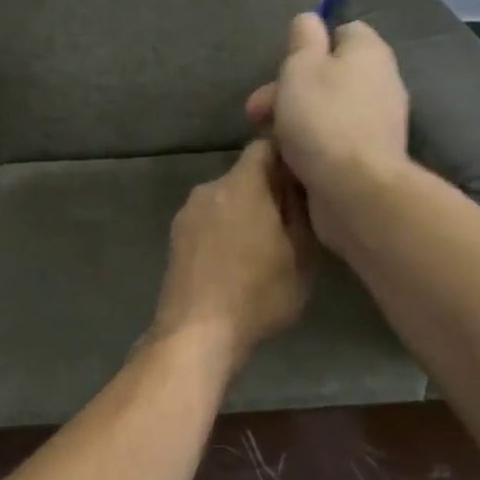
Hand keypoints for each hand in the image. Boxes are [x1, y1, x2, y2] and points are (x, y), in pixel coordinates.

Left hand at [150, 138, 314, 369]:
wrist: (197, 332)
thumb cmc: (258, 293)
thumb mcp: (302, 256)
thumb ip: (302, 211)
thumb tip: (299, 185)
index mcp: (241, 185)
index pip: (265, 146)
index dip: (287, 156)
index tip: (304, 177)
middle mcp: (209, 189)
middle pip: (244, 176)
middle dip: (268, 191)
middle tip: (290, 222)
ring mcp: (187, 214)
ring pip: (225, 201)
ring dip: (244, 214)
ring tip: (263, 248)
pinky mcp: (175, 239)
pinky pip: (208, 222)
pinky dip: (224, 232)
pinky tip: (235, 262)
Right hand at [245, 13, 410, 225]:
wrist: (355, 189)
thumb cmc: (322, 120)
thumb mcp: (300, 69)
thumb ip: (303, 41)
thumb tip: (309, 19)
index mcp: (368, 52)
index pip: (343, 32)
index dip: (310, 45)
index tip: (283, 67)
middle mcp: (381, 82)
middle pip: (331, 75)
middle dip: (289, 90)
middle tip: (256, 112)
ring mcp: (378, 123)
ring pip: (329, 110)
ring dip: (296, 121)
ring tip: (267, 141)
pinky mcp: (370, 157)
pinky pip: (335, 141)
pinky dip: (312, 147)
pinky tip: (290, 160)